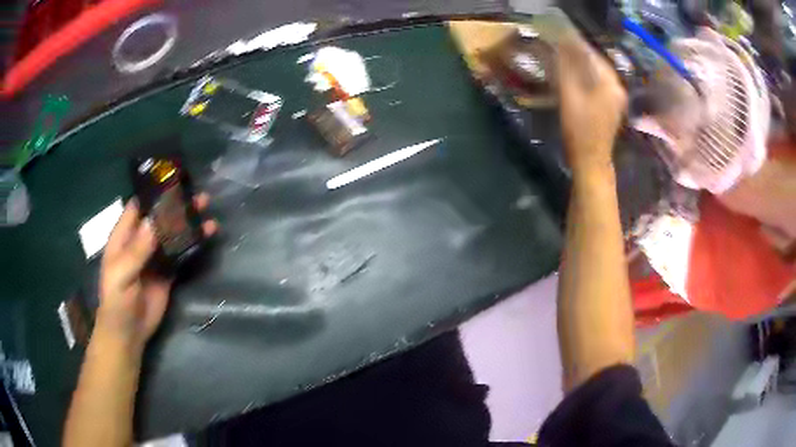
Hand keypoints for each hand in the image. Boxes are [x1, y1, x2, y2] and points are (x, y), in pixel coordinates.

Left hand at [96, 194, 217, 350]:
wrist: (129, 332)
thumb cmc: (117, 301)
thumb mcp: (122, 274)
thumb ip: (137, 249)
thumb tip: (155, 220)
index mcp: (123, 237)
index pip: (138, 207)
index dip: (153, 193)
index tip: (173, 180)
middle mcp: (140, 242)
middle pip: (159, 218)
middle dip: (177, 206)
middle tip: (197, 196)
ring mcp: (154, 257)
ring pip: (172, 234)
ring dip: (188, 223)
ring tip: (206, 212)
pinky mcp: (167, 272)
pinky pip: (180, 254)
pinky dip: (193, 244)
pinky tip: (206, 236)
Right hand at [557, 34, 626, 172]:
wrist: (591, 161)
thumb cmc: (580, 129)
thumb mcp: (569, 94)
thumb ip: (566, 68)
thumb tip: (561, 46)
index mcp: (611, 83)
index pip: (592, 55)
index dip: (575, 46)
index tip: (559, 40)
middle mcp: (618, 88)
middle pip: (596, 64)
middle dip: (578, 56)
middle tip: (559, 50)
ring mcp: (616, 99)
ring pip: (597, 74)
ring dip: (581, 67)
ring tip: (563, 62)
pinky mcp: (611, 107)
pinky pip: (598, 85)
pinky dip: (586, 79)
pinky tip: (574, 78)